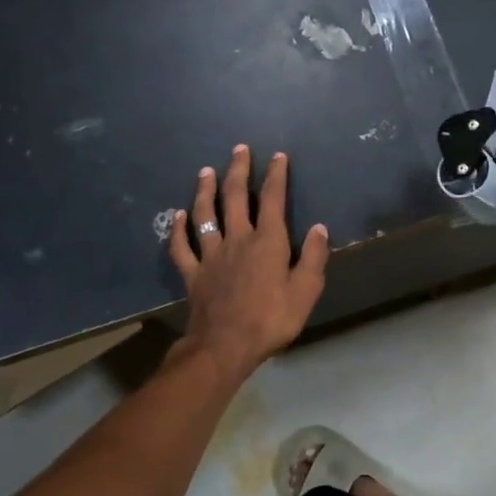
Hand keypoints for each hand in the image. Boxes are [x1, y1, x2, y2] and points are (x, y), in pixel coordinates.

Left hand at [171, 145, 329, 384]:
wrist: (225, 346)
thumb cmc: (271, 319)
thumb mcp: (306, 291)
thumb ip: (313, 257)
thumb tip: (319, 228)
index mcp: (268, 241)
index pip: (273, 199)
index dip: (276, 175)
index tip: (277, 156)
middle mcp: (238, 239)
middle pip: (236, 197)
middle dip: (238, 171)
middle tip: (238, 149)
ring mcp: (211, 255)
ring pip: (205, 214)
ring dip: (205, 191)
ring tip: (205, 171)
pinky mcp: (193, 273)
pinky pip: (182, 246)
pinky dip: (178, 229)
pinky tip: (176, 215)